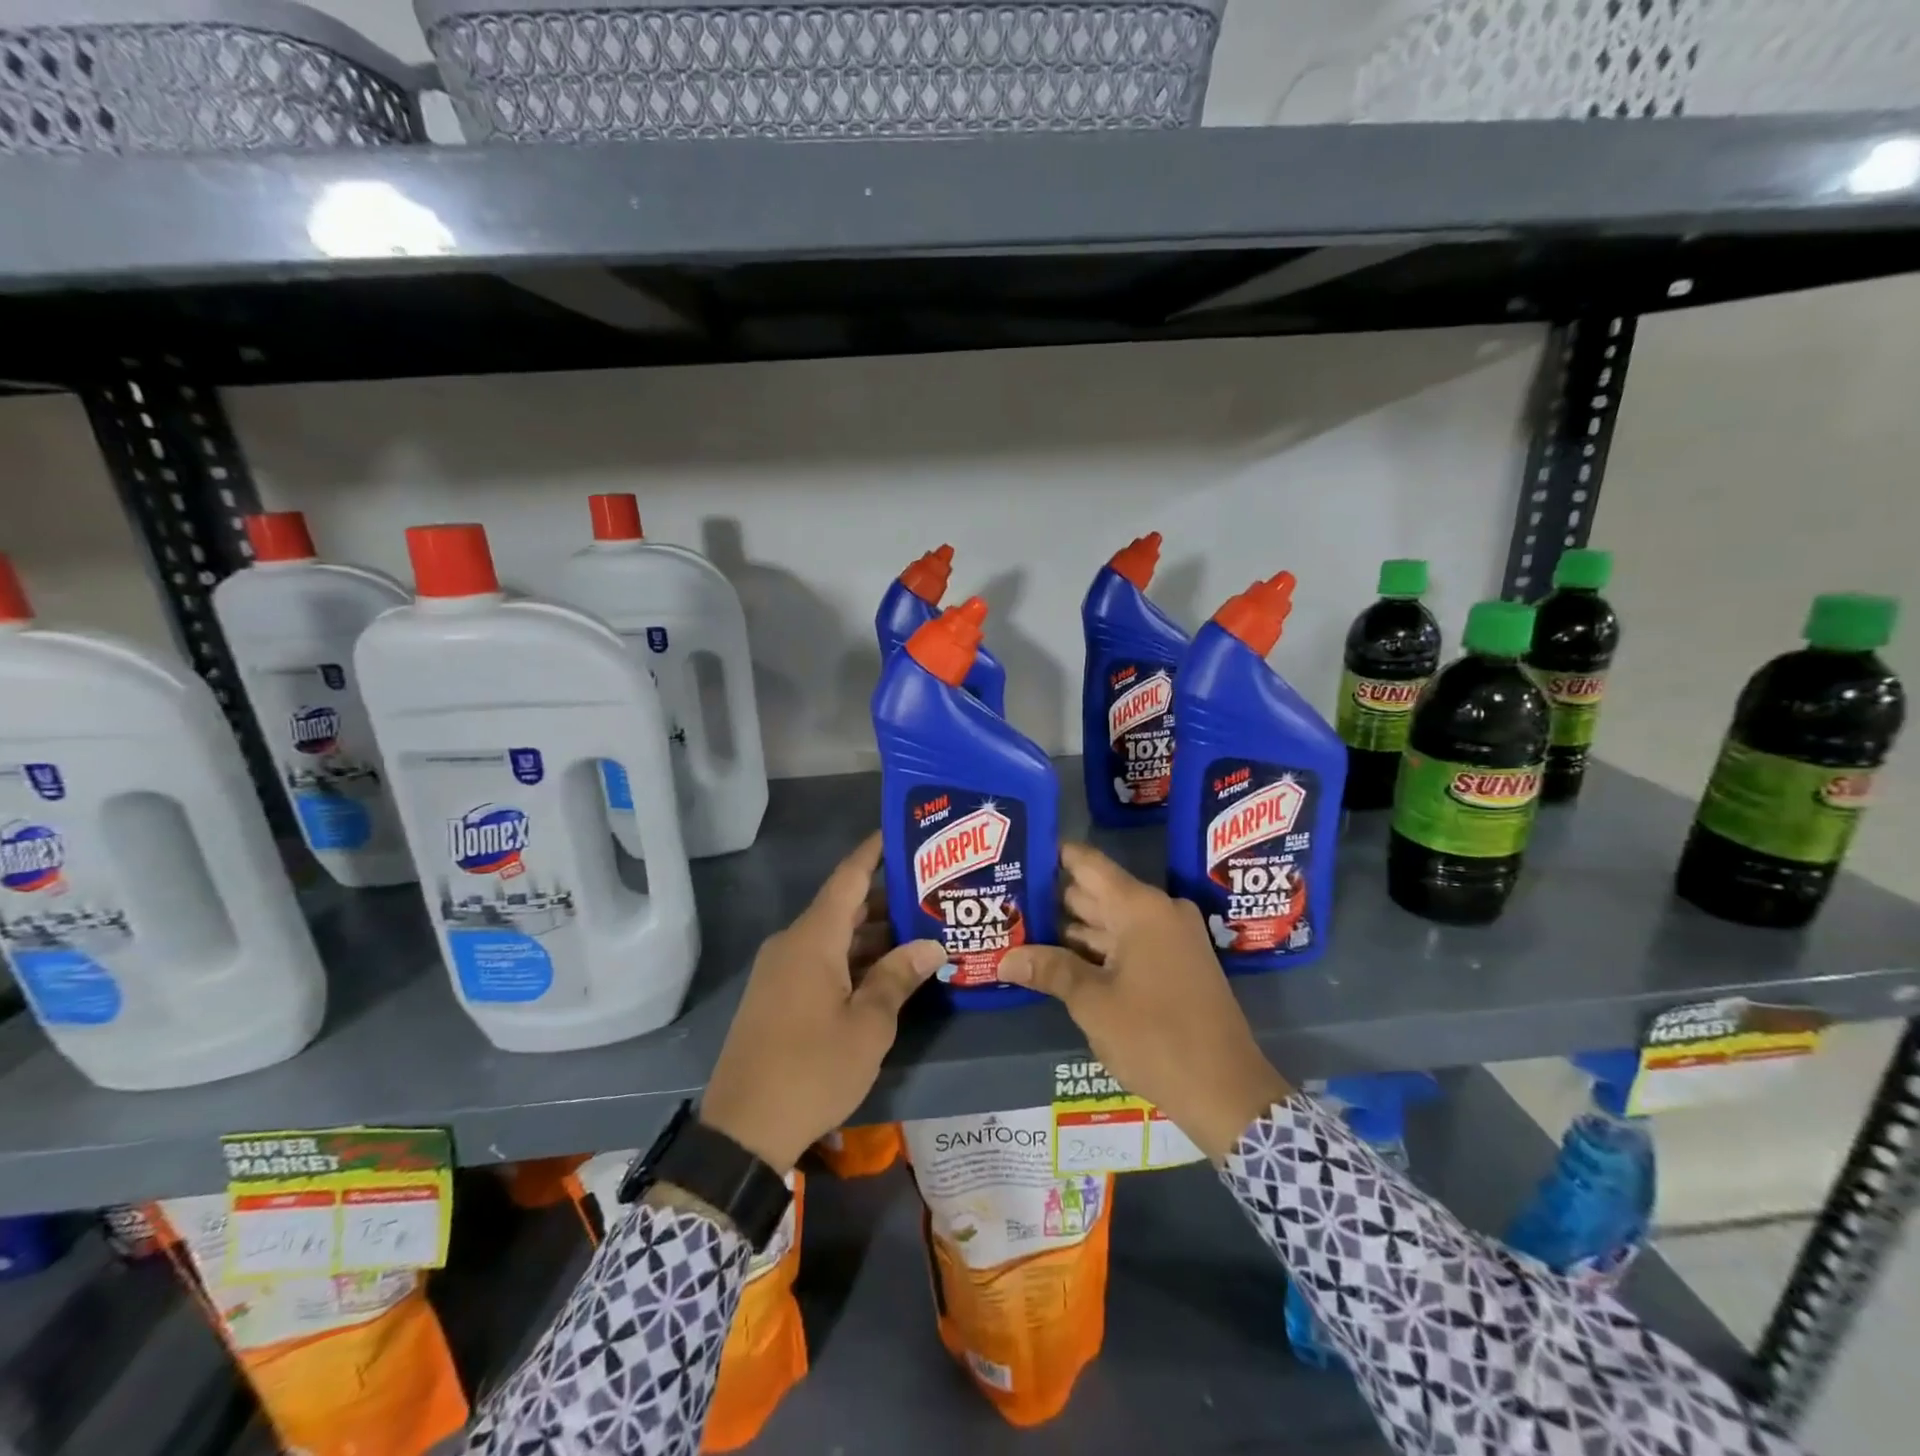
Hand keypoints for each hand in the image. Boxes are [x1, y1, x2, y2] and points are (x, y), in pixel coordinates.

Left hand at [700, 832, 944, 1172]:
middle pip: (844, 906)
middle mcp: (793, 943)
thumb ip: (898, 977)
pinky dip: (854, 959)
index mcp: (812, 939)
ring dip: (874, 935)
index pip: (849, 877)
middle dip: (887, 899)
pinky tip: (888, 971)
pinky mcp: (778, 996)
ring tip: (923, 932)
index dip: (875, 851)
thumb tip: (931, 945)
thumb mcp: (867, 1026)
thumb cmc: (812, 1069)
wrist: (742, 1130)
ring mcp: (781, 970)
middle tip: (933, 894)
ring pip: (834, 937)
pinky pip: (822, 960)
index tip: (903, 831)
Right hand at [998, 844, 1290, 1161]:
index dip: (1053, 855)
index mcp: (1140, 908)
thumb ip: (1050, 970)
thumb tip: (1004, 958)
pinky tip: (1059, 959)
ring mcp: (1170, 938)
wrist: (1227, 1092)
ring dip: (1072, 929)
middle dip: (1053, 899)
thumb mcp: (1093, 1003)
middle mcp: (1158, 912)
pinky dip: (1097, 949)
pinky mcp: (1176, 964)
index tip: (1018, 853)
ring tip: (1021, 928)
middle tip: (1007, 898)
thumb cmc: (1156, 1037)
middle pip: (1096, 892)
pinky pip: (1128, 943)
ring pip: (1110, 921)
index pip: (1088, 864)